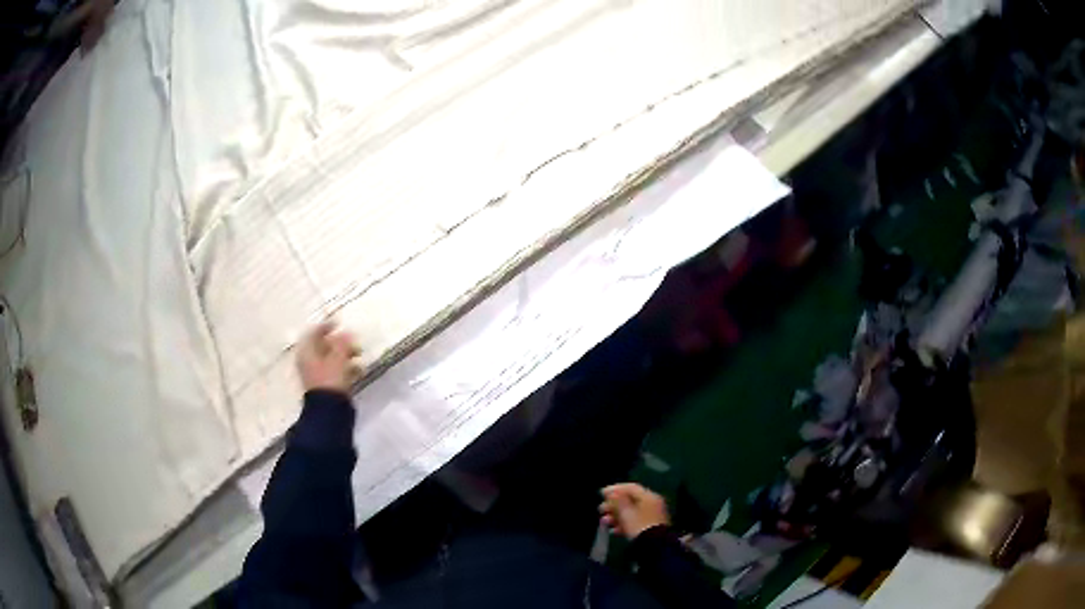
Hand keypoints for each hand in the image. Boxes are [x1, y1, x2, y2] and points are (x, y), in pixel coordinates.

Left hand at [297, 320, 361, 393]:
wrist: (329, 409)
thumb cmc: (330, 379)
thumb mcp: (337, 358)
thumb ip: (342, 343)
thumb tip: (347, 333)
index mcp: (306, 351)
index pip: (313, 333)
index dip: (326, 326)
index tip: (339, 323)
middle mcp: (307, 361)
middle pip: (322, 346)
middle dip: (339, 342)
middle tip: (353, 341)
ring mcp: (315, 374)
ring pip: (329, 359)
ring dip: (344, 355)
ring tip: (358, 355)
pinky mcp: (324, 385)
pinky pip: (334, 371)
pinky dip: (344, 367)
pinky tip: (357, 370)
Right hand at [599, 483, 670, 539]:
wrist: (654, 546)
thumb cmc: (639, 525)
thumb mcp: (626, 512)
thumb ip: (617, 500)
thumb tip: (611, 493)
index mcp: (649, 496)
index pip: (630, 487)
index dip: (614, 489)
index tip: (601, 494)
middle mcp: (652, 503)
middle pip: (630, 500)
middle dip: (613, 505)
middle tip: (601, 510)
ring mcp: (652, 516)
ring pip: (631, 512)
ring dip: (616, 516)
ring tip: (604, 522)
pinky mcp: (650, 528)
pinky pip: (635, 522)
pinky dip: (623, 524)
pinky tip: (614, 531)